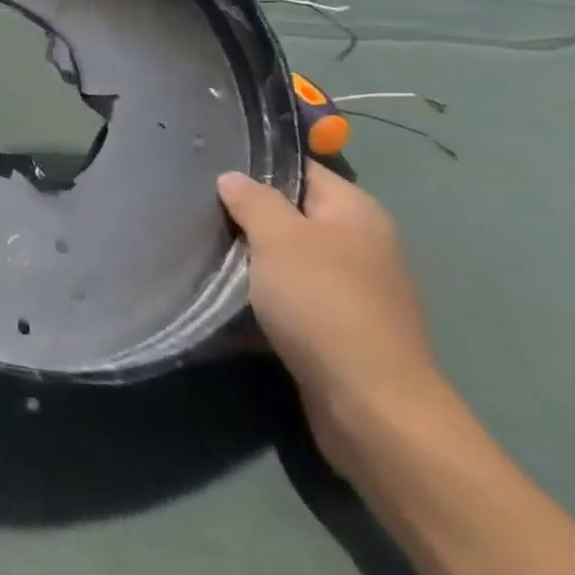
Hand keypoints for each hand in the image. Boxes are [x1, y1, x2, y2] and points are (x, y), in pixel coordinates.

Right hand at [217, 163, 447, 478]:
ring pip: (292, 259)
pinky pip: (297, 298)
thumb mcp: (277, 236)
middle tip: (203, 212)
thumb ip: (252, 200)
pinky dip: (269, 297)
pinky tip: (235, 299)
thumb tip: (233, 178)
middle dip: (251, 216)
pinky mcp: (344, 331)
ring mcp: (357, 291)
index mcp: (356, 211)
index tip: (212, 170)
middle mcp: (363, 244)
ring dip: (256, 260)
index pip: (301, 170)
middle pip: (295, 214)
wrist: (371, 407)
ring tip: (210, 253)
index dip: (257, 167)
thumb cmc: (323, 303)